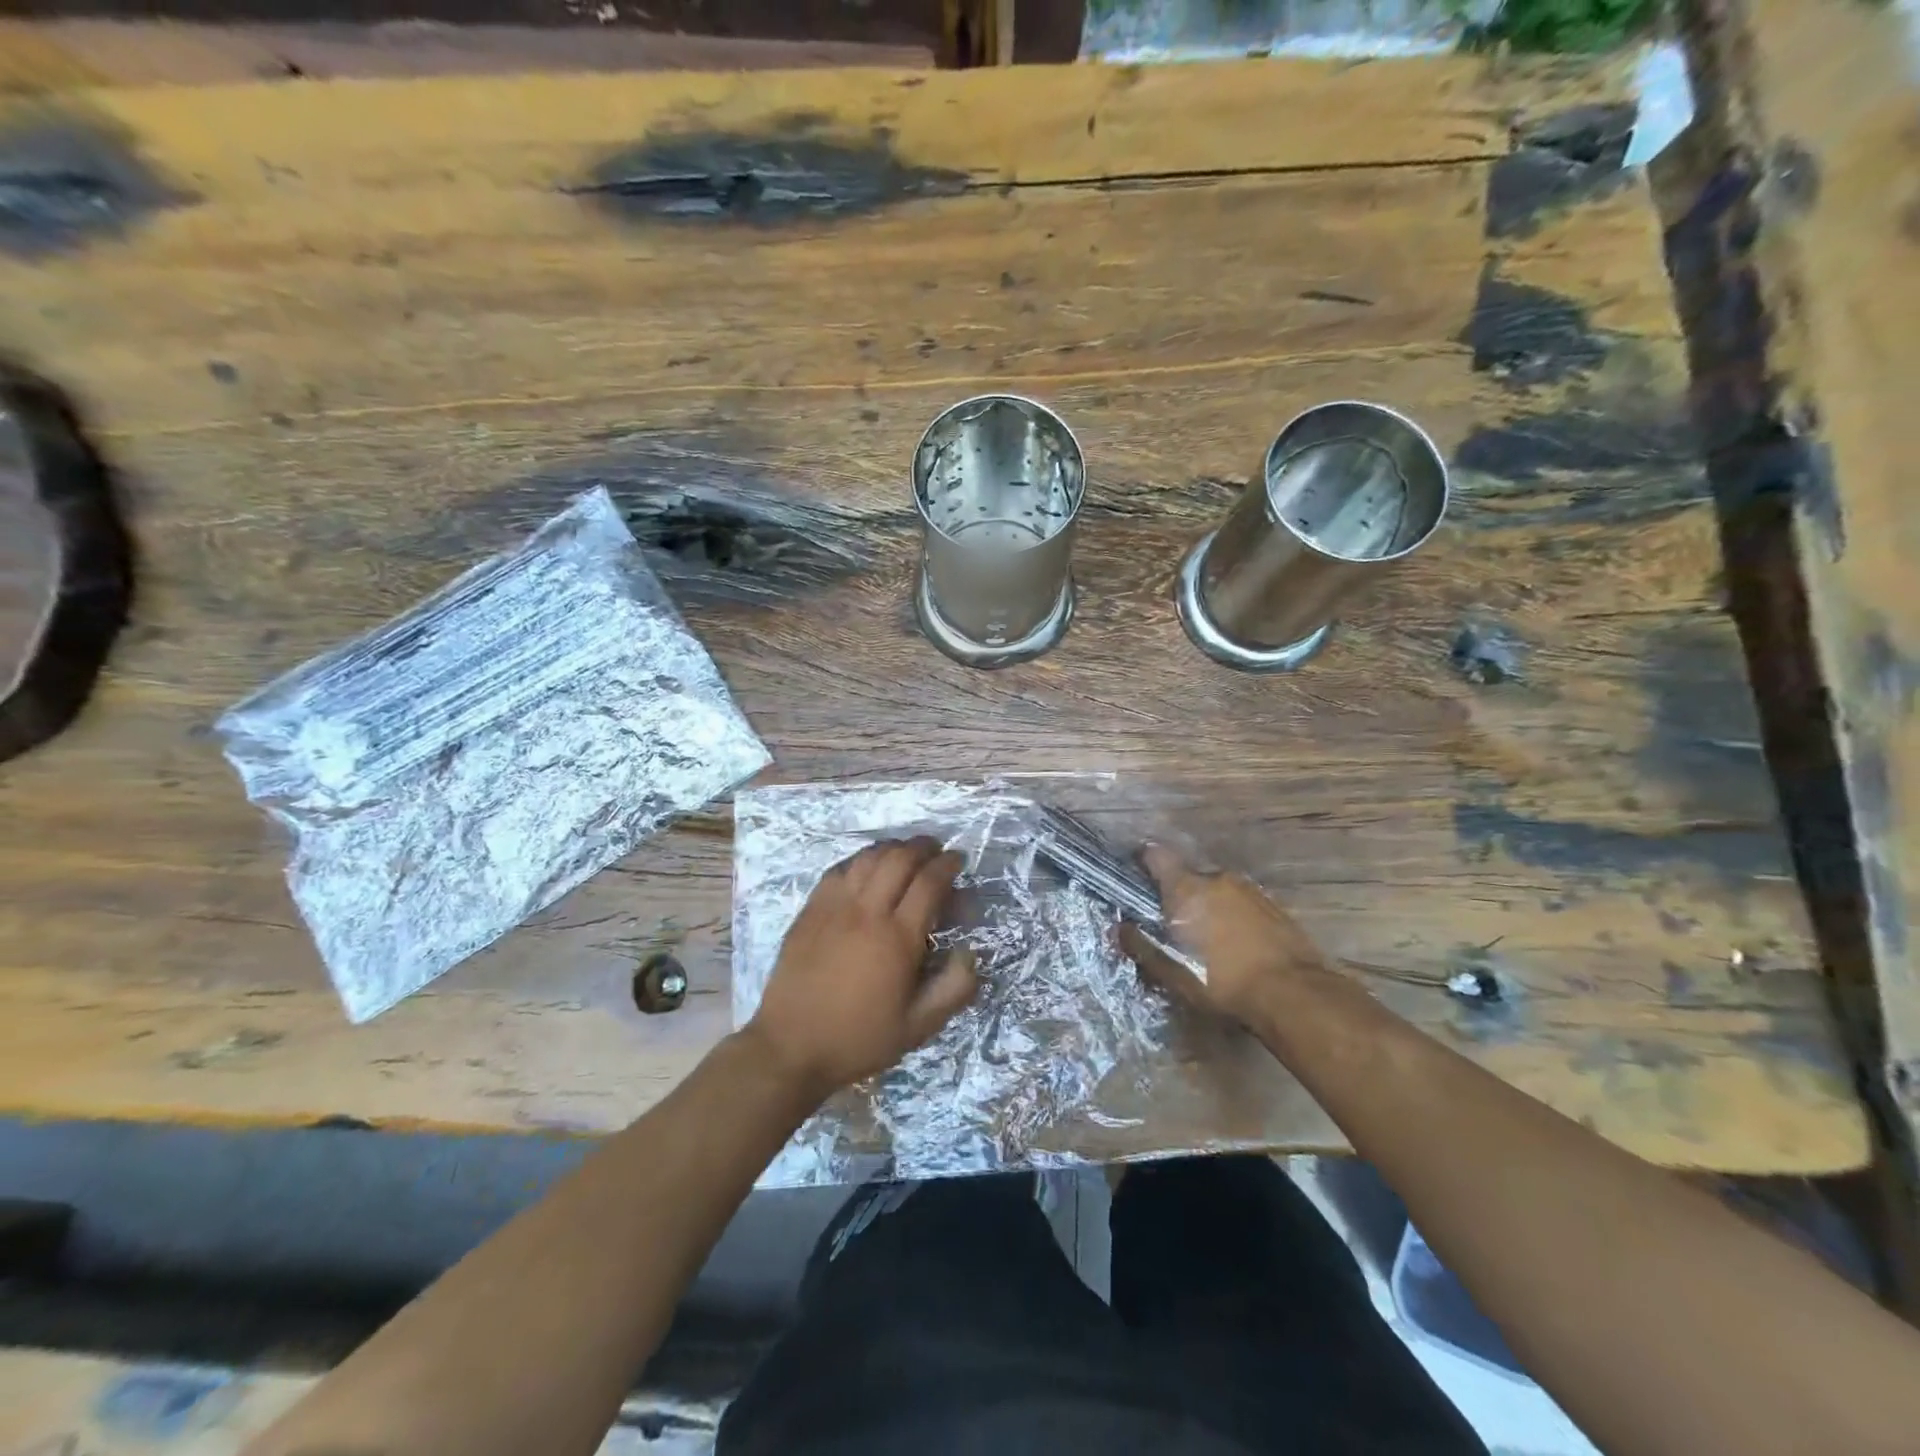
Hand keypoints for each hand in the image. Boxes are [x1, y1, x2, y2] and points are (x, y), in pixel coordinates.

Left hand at [746, 836, 978, 1100]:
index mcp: (898, 939)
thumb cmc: (858, 1038)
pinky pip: (839, 869)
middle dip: (923, 847)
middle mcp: (867, 912)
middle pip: (899, 859)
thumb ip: (954, 989)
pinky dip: (860, 859)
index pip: (929, 882)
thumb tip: (970, 951)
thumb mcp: (919, 1027)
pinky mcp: (810, 910)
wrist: (790, 1047)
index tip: (958, 860)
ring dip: (892, 848)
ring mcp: (834, 907)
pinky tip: (867, 866)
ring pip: (868, 858)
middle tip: (935, 850)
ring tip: (906, 852)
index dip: (948, 865)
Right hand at [1119, 845, 1329, 1028]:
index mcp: (1187, 888)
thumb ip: (1141, 946)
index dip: (1144, 861)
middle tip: (1175, 926)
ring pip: (1219, 891)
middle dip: (1180, 896)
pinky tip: (1237, 947)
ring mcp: (1251, 891)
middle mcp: (1217, 879)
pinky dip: (1235, 918)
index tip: (1137, 876)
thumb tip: (1120, 928)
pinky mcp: (1276, 908)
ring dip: (1210, 908)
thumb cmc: (1220, 981)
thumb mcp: (1172, 971)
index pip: (1157, 856)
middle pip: (1189, 877)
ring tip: (1209, 941)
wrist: (1293, 994)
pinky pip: (1243, 905)